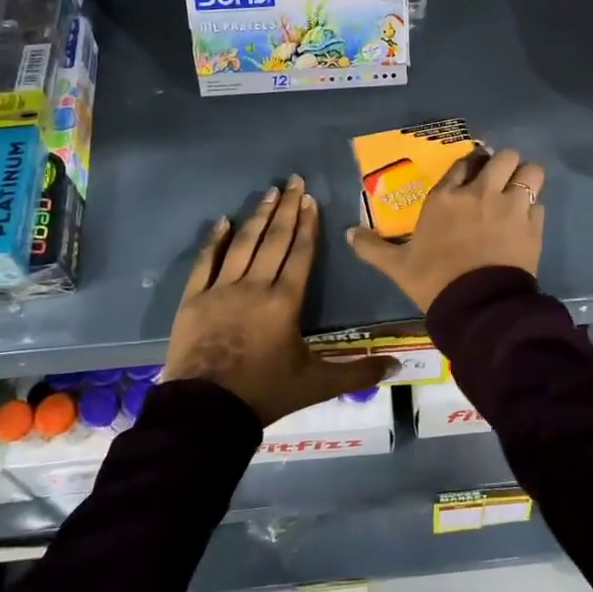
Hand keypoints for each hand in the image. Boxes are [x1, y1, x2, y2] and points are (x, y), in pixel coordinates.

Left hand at [162, 175, 388, 425]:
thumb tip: (398, 365)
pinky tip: (222, 221)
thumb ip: (357, 373)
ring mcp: (221, 290)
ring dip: (257, 216)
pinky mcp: (194, 299)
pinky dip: (214, 240)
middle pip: (274, 240)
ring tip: (268, 191)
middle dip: (286, 208)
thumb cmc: (265, 393)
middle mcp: (255, 286)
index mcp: (285, 301)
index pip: (300, 254)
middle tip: (293, 180)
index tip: (310, 199)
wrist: (207, 411)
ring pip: (243, 244)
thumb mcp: (316, 385)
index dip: (307, 225)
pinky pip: (205, 262)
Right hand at [347, 149, 545, 312]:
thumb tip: (348, 233)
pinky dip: (534, 209)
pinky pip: (540, 203)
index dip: (470, 165)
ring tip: (520, 192)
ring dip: (526, 178)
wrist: (477, 307)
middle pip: (504, 156)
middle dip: (504, 164)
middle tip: (499, 181)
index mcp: (446, 197)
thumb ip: (373, 247)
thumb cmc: (435, 281)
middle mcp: (480, 193)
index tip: (471, 174)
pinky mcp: (532, 225)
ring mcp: (510, 206)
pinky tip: (526, 223)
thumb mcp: (397, 266)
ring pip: (531, 171)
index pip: (463, 162)